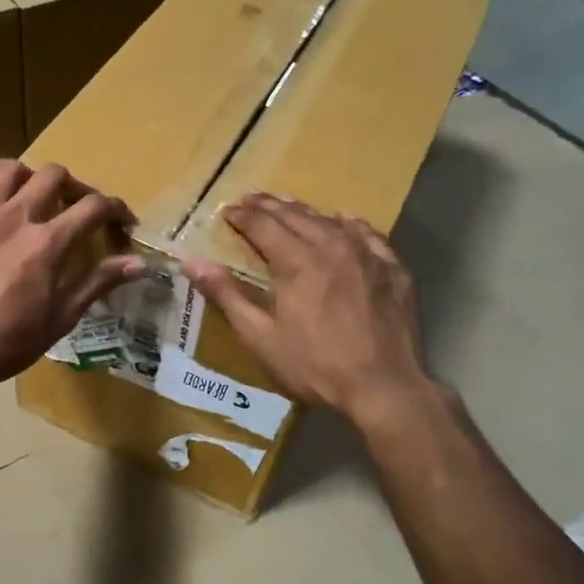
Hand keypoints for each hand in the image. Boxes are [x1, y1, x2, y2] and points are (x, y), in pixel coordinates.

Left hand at [0, 160, 146, 401]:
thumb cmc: (12, 342)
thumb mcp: (63, 316)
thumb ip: (99, 282)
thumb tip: (139, 263)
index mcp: (47, 242)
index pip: (93, 207)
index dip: (116, 209)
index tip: (123, 223)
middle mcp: (15, 218)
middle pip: (52, 174)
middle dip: (74, 186)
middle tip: (77, 209)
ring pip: (6, 170)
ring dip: (25, 177)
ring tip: (31, 199)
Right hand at [183, 193, 436, 425]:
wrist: (383, 387)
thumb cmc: (313, 365)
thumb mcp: (260, 336)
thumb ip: (226, 295)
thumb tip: (191, 262)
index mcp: (295, 262)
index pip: (263, 225)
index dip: (242, 216)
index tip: (227, 210)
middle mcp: (331, 247)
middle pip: (295, 216)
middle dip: (269, 206)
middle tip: (251, 197)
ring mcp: (366, 256)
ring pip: (330, 221)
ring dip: (305, 210)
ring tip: (288, 204)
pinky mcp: (392, 270)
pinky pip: (368, 234)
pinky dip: (350, 224)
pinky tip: (344, 221)